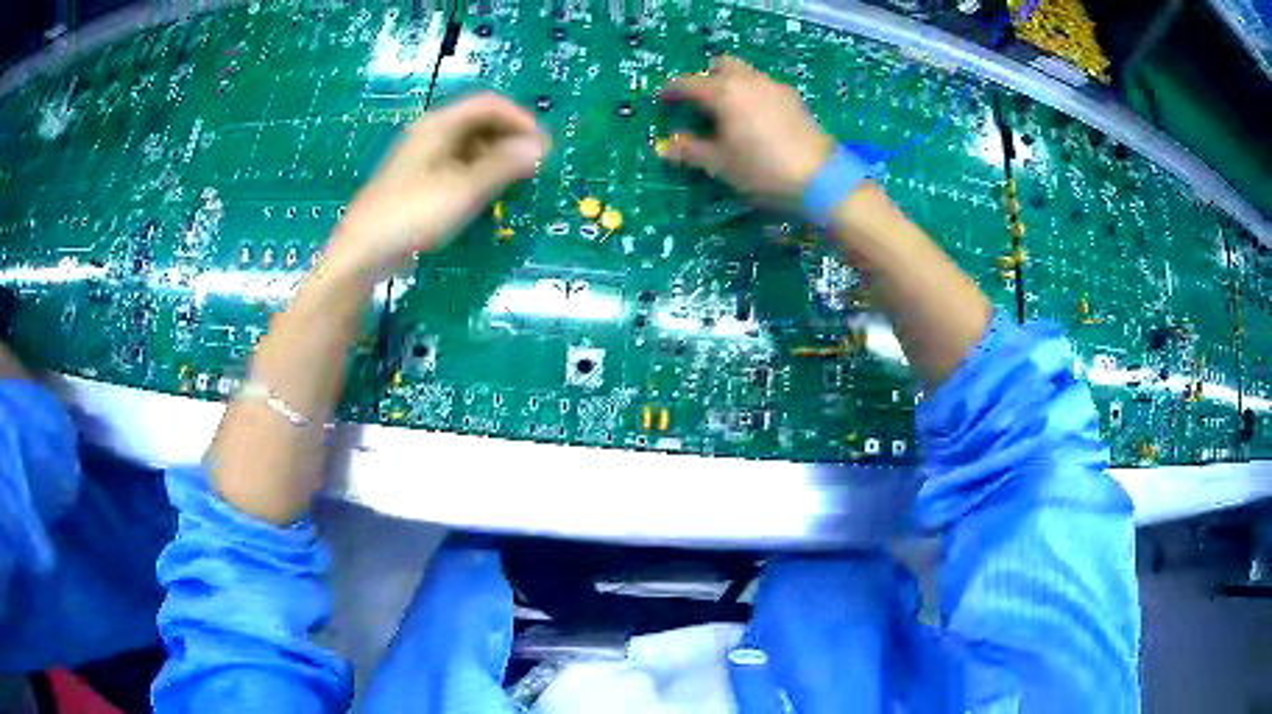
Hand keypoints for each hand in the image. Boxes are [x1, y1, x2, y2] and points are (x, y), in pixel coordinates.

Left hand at [323, 93, 548, 285]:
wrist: (364, 251)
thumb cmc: (414, 214)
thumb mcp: (464, 190)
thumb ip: (503, 166)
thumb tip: (540, 147)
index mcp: (439, 125)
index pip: (489, 105)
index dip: (520, 120)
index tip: (542, 146)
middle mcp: (431, 133)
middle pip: (479, 122)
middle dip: (510, 138)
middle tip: (533, 164)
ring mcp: (422, 157)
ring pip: (468, 145)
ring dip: (496, 157)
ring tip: (515, 181)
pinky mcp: (417, 181)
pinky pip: (456, 164)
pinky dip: (477, 172)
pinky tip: (485, 193)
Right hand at [661, 56, 834, 209]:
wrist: (821, 180)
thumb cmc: (762, 170)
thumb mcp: (720, 164)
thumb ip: (690, 150)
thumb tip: (666, 146)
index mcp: (724, 92)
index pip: (688, 83)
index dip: (671, 92)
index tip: (662, 103)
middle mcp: (749, 80)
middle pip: (721, 65)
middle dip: (706, 78)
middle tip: (700, 104)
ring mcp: (775, 87)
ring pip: (746, 74)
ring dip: (732, 85)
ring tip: (728, 115)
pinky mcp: (795, 100)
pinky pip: (765, 87)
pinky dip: (753, 95)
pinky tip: (755, 121)